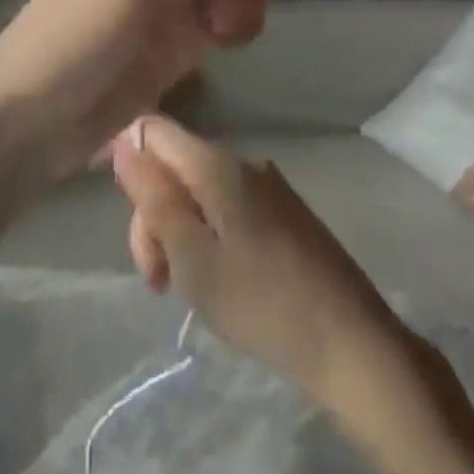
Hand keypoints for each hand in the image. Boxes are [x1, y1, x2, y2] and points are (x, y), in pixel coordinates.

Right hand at [109, 115, 406, 402]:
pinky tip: (217, 279)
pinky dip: (208, 236)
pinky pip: (227, 207)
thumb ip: (153, 196)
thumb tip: (124, 143)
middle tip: (157, 279)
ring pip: (199, 191)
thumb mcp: (190, 255)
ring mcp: (268, 187)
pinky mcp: (285, 213)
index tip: (122, 213)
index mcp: (216, 164)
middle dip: (153, 214)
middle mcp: (243, 162)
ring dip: (179, 231)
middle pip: (174, 166)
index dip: (125, 158)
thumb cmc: (260, 302)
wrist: (351, 343)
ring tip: (186, 287)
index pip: (152, 130)